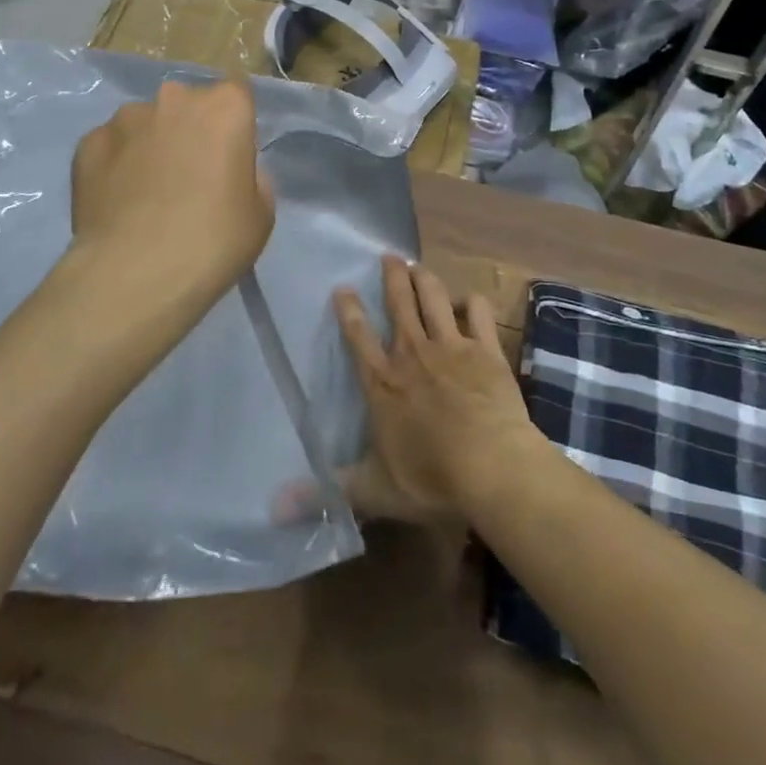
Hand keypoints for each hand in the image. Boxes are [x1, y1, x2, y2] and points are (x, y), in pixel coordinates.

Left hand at [70, 78, 274, 332]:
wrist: (134, 274)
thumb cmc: (213, 241)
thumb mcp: (260, 214)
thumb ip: (251, 177)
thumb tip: (231, 170)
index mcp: (224, 107)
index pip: (236, 93)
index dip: (234, 123)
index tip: (231, 155)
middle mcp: (174, 99)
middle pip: (188, 105)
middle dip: (190, 129)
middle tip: (190, 175)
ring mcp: (125, 118)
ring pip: (145, 123)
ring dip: (150, 145)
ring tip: (146, 193)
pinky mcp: (87, 144)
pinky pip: (111, 147)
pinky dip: (116, 165)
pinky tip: (117, 202)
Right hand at [334, 257, 539, 523]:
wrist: (492, 468)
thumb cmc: (430, 478)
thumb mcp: (372, 491)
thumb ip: (326, 492)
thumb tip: (273, 507)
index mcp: (382, 382)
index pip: (358, 336)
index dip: (349, 310)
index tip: (343, 287)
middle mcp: (412, 353)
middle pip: (399, 303)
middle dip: (392, 276)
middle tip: (390, 256)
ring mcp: (451, 347)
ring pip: (434, 298)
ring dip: (426, 279)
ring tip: (419, 266)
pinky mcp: (485, 350)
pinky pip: (479, 314)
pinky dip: (475, 304)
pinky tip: (472, 301)